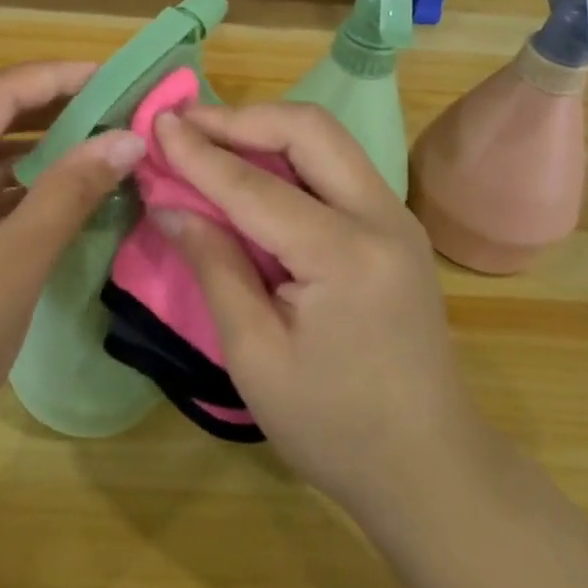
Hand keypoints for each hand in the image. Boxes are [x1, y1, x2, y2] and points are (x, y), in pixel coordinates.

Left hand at [0, 62, 145, 486]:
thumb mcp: (18, 260)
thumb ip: (72, 190)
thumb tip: (128, 139)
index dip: (57, 77)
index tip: (112, 76)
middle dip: (49, 110)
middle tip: (110, 109)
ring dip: (31, 150)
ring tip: (91, 145)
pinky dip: (8, 186)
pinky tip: (50, 194)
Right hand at [149, 103, 491, 532]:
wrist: (431, 470)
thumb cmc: (334, 427)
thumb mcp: (255, 356)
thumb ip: (214, 267)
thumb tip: (168, 205)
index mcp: (345, 256)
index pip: (256, 186)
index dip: (199, 153)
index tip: (156, 124)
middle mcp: (381, 218)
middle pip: (308, 129)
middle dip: (241, 118)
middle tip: (185, 126)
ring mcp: (396, 217)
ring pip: (326, 137)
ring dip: (265, 129)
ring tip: (210, 139)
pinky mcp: (396, 226)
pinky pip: (336, 164)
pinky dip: (288, 153)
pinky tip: (253, 168)